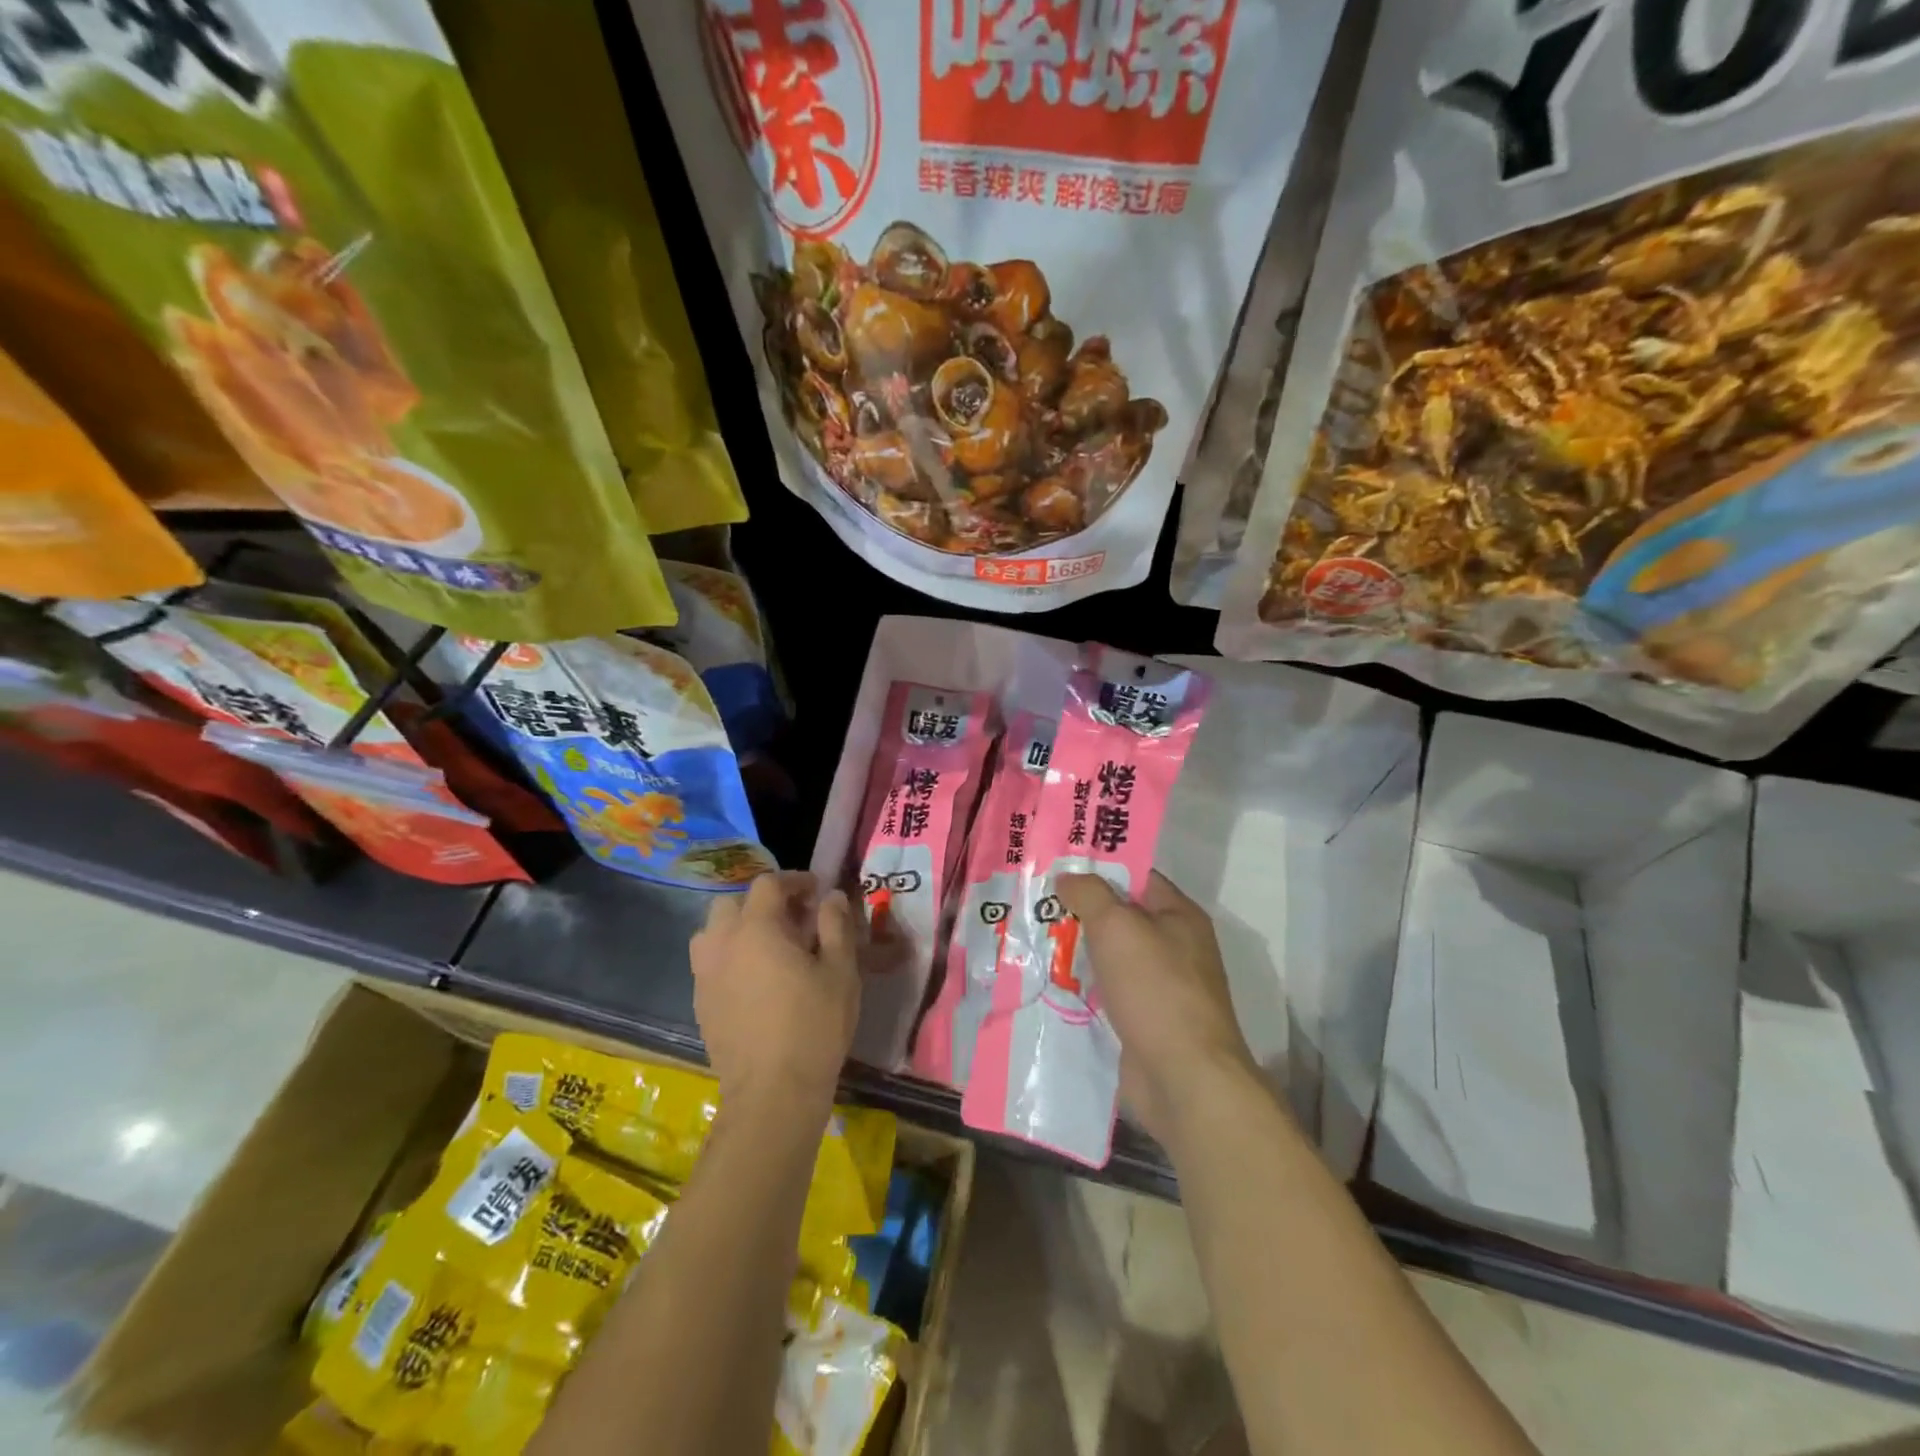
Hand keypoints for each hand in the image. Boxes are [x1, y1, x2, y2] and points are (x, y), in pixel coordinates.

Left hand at [690, 871, 859, 1114]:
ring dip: (737, 928)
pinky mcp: (701, 1004)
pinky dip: (729, 957)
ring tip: (766, 947)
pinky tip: (754, 980)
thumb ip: (836, 925)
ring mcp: (705, 975)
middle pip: (731, 903)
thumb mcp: (840, 970)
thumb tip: (832, 897)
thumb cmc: (815, 1024)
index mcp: (757, 928)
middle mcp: (723, 943)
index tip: (816, 891)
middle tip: (792, 919)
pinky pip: (709, 964)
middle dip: (761, 903)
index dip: (794, 880)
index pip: (768, 884)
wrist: (773, 1092)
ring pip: (712, 933)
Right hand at [1056, 870, 1256, 1145]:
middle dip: (1078, 912)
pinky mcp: (1144, 1022)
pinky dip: (1080, 988)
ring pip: (1109, 958)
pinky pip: (1106, 994)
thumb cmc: (1156, 989)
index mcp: (1179, 916)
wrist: (1184, 1079)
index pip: (1136, 877)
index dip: (1098, 868)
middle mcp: (1174, 947)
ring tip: (1029, 940)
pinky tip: (1046, 984)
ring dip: (1075, 952)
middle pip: (1119, 918)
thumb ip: (1090, 894)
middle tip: (1032, 902)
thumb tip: (1068, 877)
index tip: (1056, 866)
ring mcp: (1160, 988)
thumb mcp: (1118, 927)